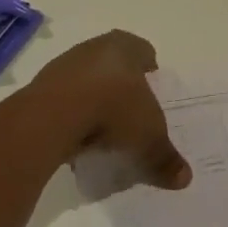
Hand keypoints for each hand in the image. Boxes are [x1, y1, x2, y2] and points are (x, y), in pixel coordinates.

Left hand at [34, 31, 190, 191]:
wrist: (53, 116)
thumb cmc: (112, 111)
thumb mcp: (148, 139)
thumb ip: (166, 158)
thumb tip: (185, 178)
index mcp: (125, 47)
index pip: (143, 51)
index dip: (150, 69)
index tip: (153, 88)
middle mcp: (95, 48)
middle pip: (114, 63)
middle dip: (122, 84)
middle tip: (131, 111)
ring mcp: (65, 65)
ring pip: (87, 80)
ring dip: (94, 99)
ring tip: (104, 129)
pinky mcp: (41, 87)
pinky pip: (65, 99)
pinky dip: (73, 114)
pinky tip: (79, 138)